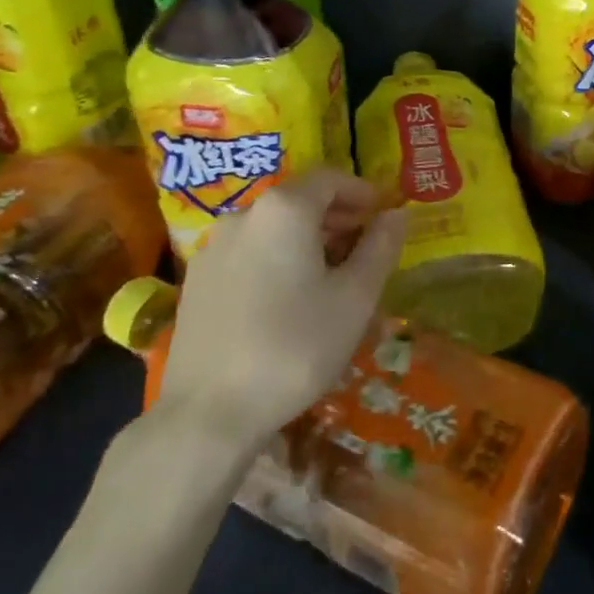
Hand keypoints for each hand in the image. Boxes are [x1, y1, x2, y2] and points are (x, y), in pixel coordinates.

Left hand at [155, 169, 407, 445]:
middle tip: (365, 248)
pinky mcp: (196, 281)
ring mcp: (213, 248)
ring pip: (272, 228)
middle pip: (299, 200)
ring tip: (331, 277)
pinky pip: (248, 253)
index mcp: (285, 210)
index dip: (362, 192)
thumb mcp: (355, 297)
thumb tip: (397, 214)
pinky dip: (276, 259)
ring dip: (307, 240)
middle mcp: (244, 216)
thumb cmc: (295, 347)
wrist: (208, 413)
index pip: (330, 179)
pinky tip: (288, 300)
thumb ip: (380, 247)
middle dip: (337, 217)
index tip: (383, 217)